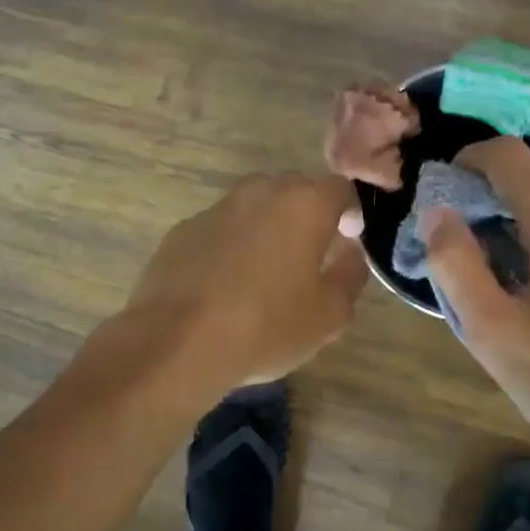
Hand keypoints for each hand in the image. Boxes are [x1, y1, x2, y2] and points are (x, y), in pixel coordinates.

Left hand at [126, 172, 367, 395]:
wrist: (178, 342)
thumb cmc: (266, 326)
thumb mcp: (329, 315)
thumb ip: (350, 275)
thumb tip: (350, 253)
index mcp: (303, 205)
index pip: (339, 188)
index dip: (349, 211)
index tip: (347, 239)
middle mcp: (260, 192)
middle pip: (294, 189)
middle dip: (307, 215)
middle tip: (309, 255)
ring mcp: (216, 208)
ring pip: (254, 206)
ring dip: (267, 227)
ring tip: (266, 270)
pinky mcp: (183, 230)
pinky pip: (221, 228)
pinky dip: (231, 244)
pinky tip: (226, 282)